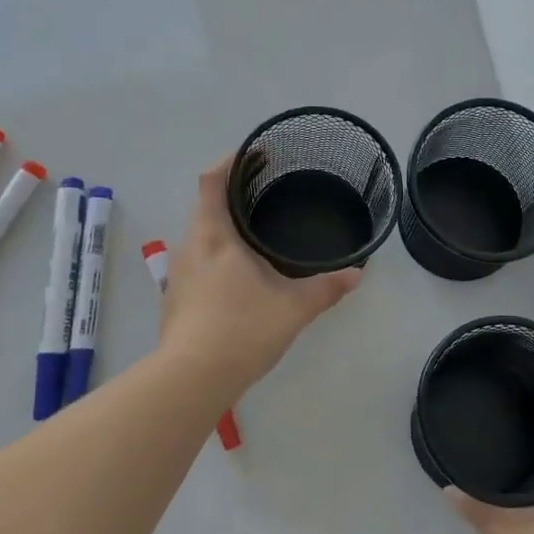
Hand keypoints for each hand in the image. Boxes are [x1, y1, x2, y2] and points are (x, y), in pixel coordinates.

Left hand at [158, 156, 361, 395]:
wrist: (191, 379)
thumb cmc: (241, 329)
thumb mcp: (294, 307)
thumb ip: (327, 287)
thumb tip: (357, 273)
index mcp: (213, 235)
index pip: (212, 180)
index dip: (231, 161)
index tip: (255, 154)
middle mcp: (190, 246)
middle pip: (206, 205)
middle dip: (234, 193)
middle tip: (268, 192)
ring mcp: (178, 273)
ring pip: (201, 235)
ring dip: (224, 225)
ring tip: (258, 230)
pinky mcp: (176, 298)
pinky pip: (198, 260)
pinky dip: (218, 252)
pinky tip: (241, 272)